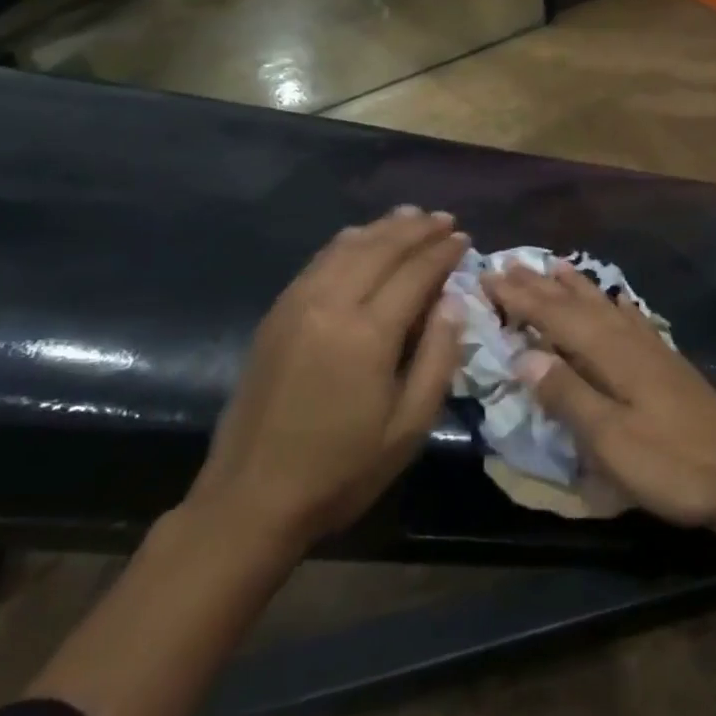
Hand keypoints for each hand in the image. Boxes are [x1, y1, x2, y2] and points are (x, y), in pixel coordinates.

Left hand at [186, 208, 468, 560]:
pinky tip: (363, 238)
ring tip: (411, 216)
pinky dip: (349, 241)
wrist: (250, 499)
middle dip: (417, 229)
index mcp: (367, 334)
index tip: (464, 238)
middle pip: (381, 248)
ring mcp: (297, 304)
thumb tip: (452, 302)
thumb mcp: (408, 427)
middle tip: (445, 219)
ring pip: (347, 246)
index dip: (443, 252)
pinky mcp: (277, 313)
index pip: (415, 272)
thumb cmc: (341, 470)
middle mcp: (330, 304)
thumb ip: (438, 357)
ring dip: (383, 227)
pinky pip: (319, 260)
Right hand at [482, 260, 715, 531]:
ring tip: (556, 265)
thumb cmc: (672, 463)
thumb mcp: (610, 440)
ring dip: (575, 287)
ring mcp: (651, 350)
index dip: (520, 298)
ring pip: (603, 307)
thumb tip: (522, 355)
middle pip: (577, 305)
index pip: (555, 317)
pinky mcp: (667, 364)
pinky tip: (617, 303)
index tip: (488, 276)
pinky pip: (630, 319)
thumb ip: (567, 395)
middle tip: (509, 264)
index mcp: (610, 354)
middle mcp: (628, 340)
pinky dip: (614, 306)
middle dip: (540, 286)